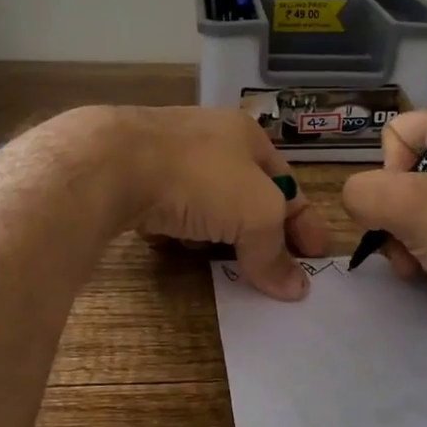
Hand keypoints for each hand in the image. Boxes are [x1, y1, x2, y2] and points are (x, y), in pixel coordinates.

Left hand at [88, 107, 327, 300]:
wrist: (111, 163)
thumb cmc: (199, 178)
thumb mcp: (255, 214)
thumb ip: (274, 252)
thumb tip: (295, 290)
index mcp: (246, 136)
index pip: (288, 182)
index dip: (306, 221)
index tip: (316, 258)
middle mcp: (208, 138)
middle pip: (245, 194)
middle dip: (258, 231)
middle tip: (268, 267)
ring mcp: (166, 154)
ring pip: (204, 202)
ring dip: (215, 232)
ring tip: (219, 261)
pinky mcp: (132, 176)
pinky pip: (166, 209)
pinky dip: (176, 229)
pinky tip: (172, 245)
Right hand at [340, 108, 426, 334]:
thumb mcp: (414, 209)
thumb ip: (365, 194)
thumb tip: (359, 199)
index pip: (397, 133)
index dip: (386, 174)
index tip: (400, 212)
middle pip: (413, 174)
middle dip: (398, 218)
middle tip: (406, 256)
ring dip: (417, 240)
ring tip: (426, 272)